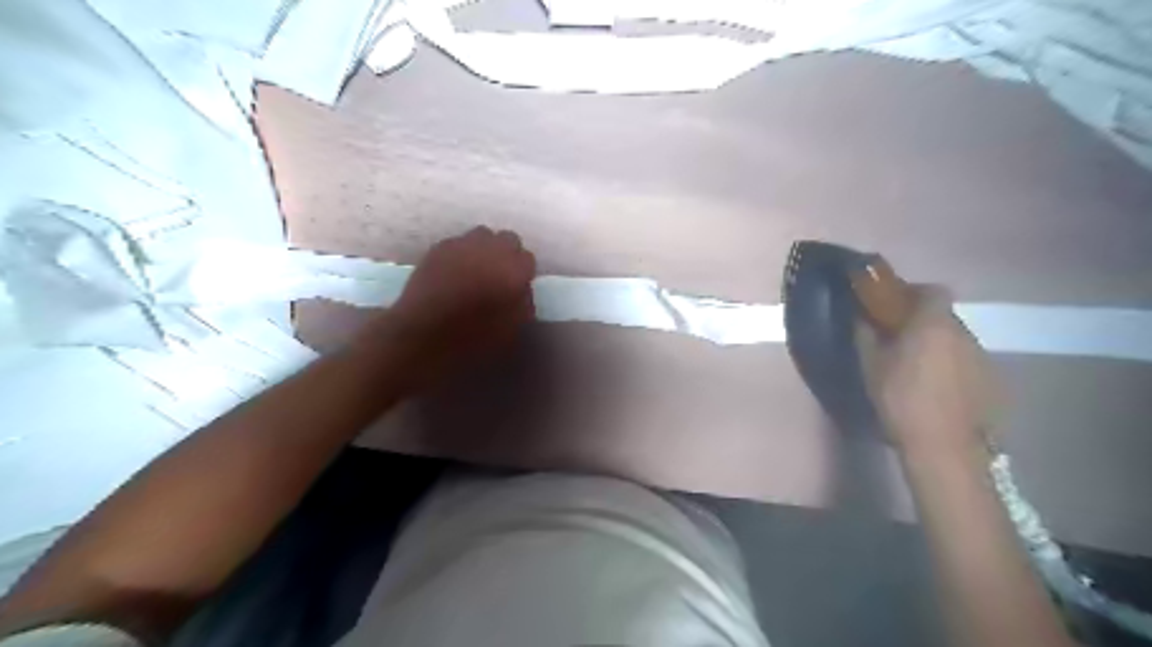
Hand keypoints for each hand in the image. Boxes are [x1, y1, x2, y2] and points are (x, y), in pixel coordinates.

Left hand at [382, 225, 535, 382]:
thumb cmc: (474, 337)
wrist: (423, 334)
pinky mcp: (439, 247)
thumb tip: (521, 289)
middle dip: (507, 254)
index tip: (517, 286)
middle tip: (500, 275)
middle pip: (508, 239)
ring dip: (484, 249)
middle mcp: (491, 249)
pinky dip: (461, 254)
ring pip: (482, 236)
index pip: (528, 258)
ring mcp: (463, 244)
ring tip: (477, 269)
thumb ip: (524, 302)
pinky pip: (458, 243)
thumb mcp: (513, 329)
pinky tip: (454, 273)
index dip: (523, 273)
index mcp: (514, 269)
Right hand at [864, 285, 1000, 456]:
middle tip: (898, 340)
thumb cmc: (901, 399)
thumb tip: (861, 316)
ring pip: (956, 340)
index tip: (893, 306)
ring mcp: (983, 359)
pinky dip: (951, 367)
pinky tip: (937, 390)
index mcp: (933, 324)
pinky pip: (967, 363)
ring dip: (937, 345)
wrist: (944, 448)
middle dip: (921, 322)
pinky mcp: (994, 383)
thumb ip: (865, 334)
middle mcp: (964, 334)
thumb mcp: (871, 366)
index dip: (913, 293)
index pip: (933, 290)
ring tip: (916, 369)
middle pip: (944, 316)